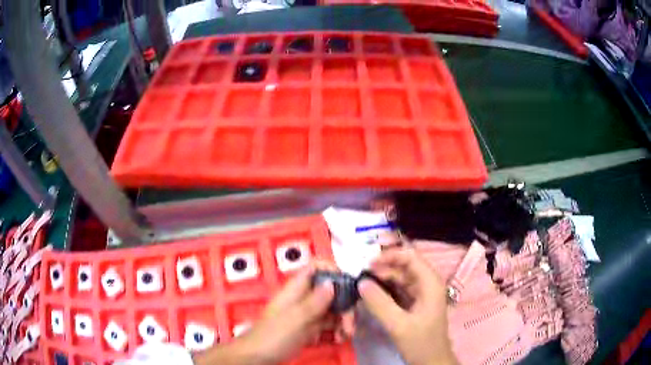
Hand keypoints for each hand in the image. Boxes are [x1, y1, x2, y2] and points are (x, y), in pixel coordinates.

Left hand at [195, 263, 353, 364]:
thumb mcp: (296, 319)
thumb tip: (332, 282)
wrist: (258, 357)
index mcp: (296, 290)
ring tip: (346, 334)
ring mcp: (306, 314)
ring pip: (332, 309)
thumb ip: (315, 301)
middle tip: (350, 322)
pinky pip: (328, 324)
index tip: (348, 284)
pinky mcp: (309, 329)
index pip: (315, 268)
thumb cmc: (273, 336)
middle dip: (344, 304)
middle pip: (330, 291)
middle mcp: (303, 299)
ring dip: (343, 319)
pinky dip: (336, 330)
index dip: (332, 270)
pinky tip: (338, 339)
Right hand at [357, 248, 456, 364]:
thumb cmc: (421, 343)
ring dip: (380, 279)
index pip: (410, 256)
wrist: (431, 361)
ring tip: (360, 284)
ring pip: (398, 278)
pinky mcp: (412, 303)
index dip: (389, 255)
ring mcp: (419, 293)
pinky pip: (396, 290)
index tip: (367, 263)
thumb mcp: (399, 325)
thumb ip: (380, 303)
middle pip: (403, 266)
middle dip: (381, 268)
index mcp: (430, 283)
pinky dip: (383, 290)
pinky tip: (369, 294)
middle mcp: (426, 283)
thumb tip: (361, 282)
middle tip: (359, 276)